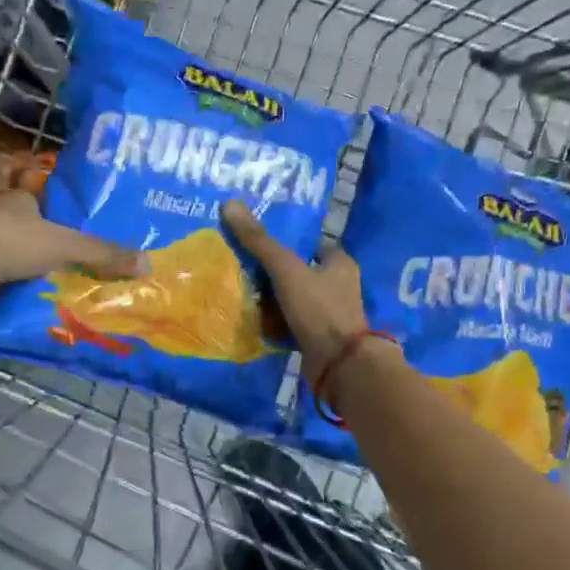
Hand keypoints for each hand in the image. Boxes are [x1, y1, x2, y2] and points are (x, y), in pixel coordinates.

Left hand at [0, 192, 142, 309]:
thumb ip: (102, 254)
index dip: (40, 213)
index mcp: (16, 206)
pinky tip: (2, 308)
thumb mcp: (66, 247)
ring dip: (6, 271)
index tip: (55, 232)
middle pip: (11, 229)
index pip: (29, 203)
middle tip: (49, 269)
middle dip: (26, 246)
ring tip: (32, 293)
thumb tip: (148, 263)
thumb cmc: (10, 242)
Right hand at [220, 200, 369, 381]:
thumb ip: (259, 241)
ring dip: (271, 298)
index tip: (256, 243)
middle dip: (273, 272)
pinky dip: (274, 322)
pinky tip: (251, 319)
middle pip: (299, 272)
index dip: (285, 243)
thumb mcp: (286, 269)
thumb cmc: (319, 309)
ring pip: (292, 299)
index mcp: (339, 263)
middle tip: (241, 267)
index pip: (310, 245)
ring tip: (239, 291)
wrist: (339, 365)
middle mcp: (338, 286)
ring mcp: (328, 314)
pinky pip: (290, 323)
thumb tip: (229, 204)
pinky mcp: (317, 337)